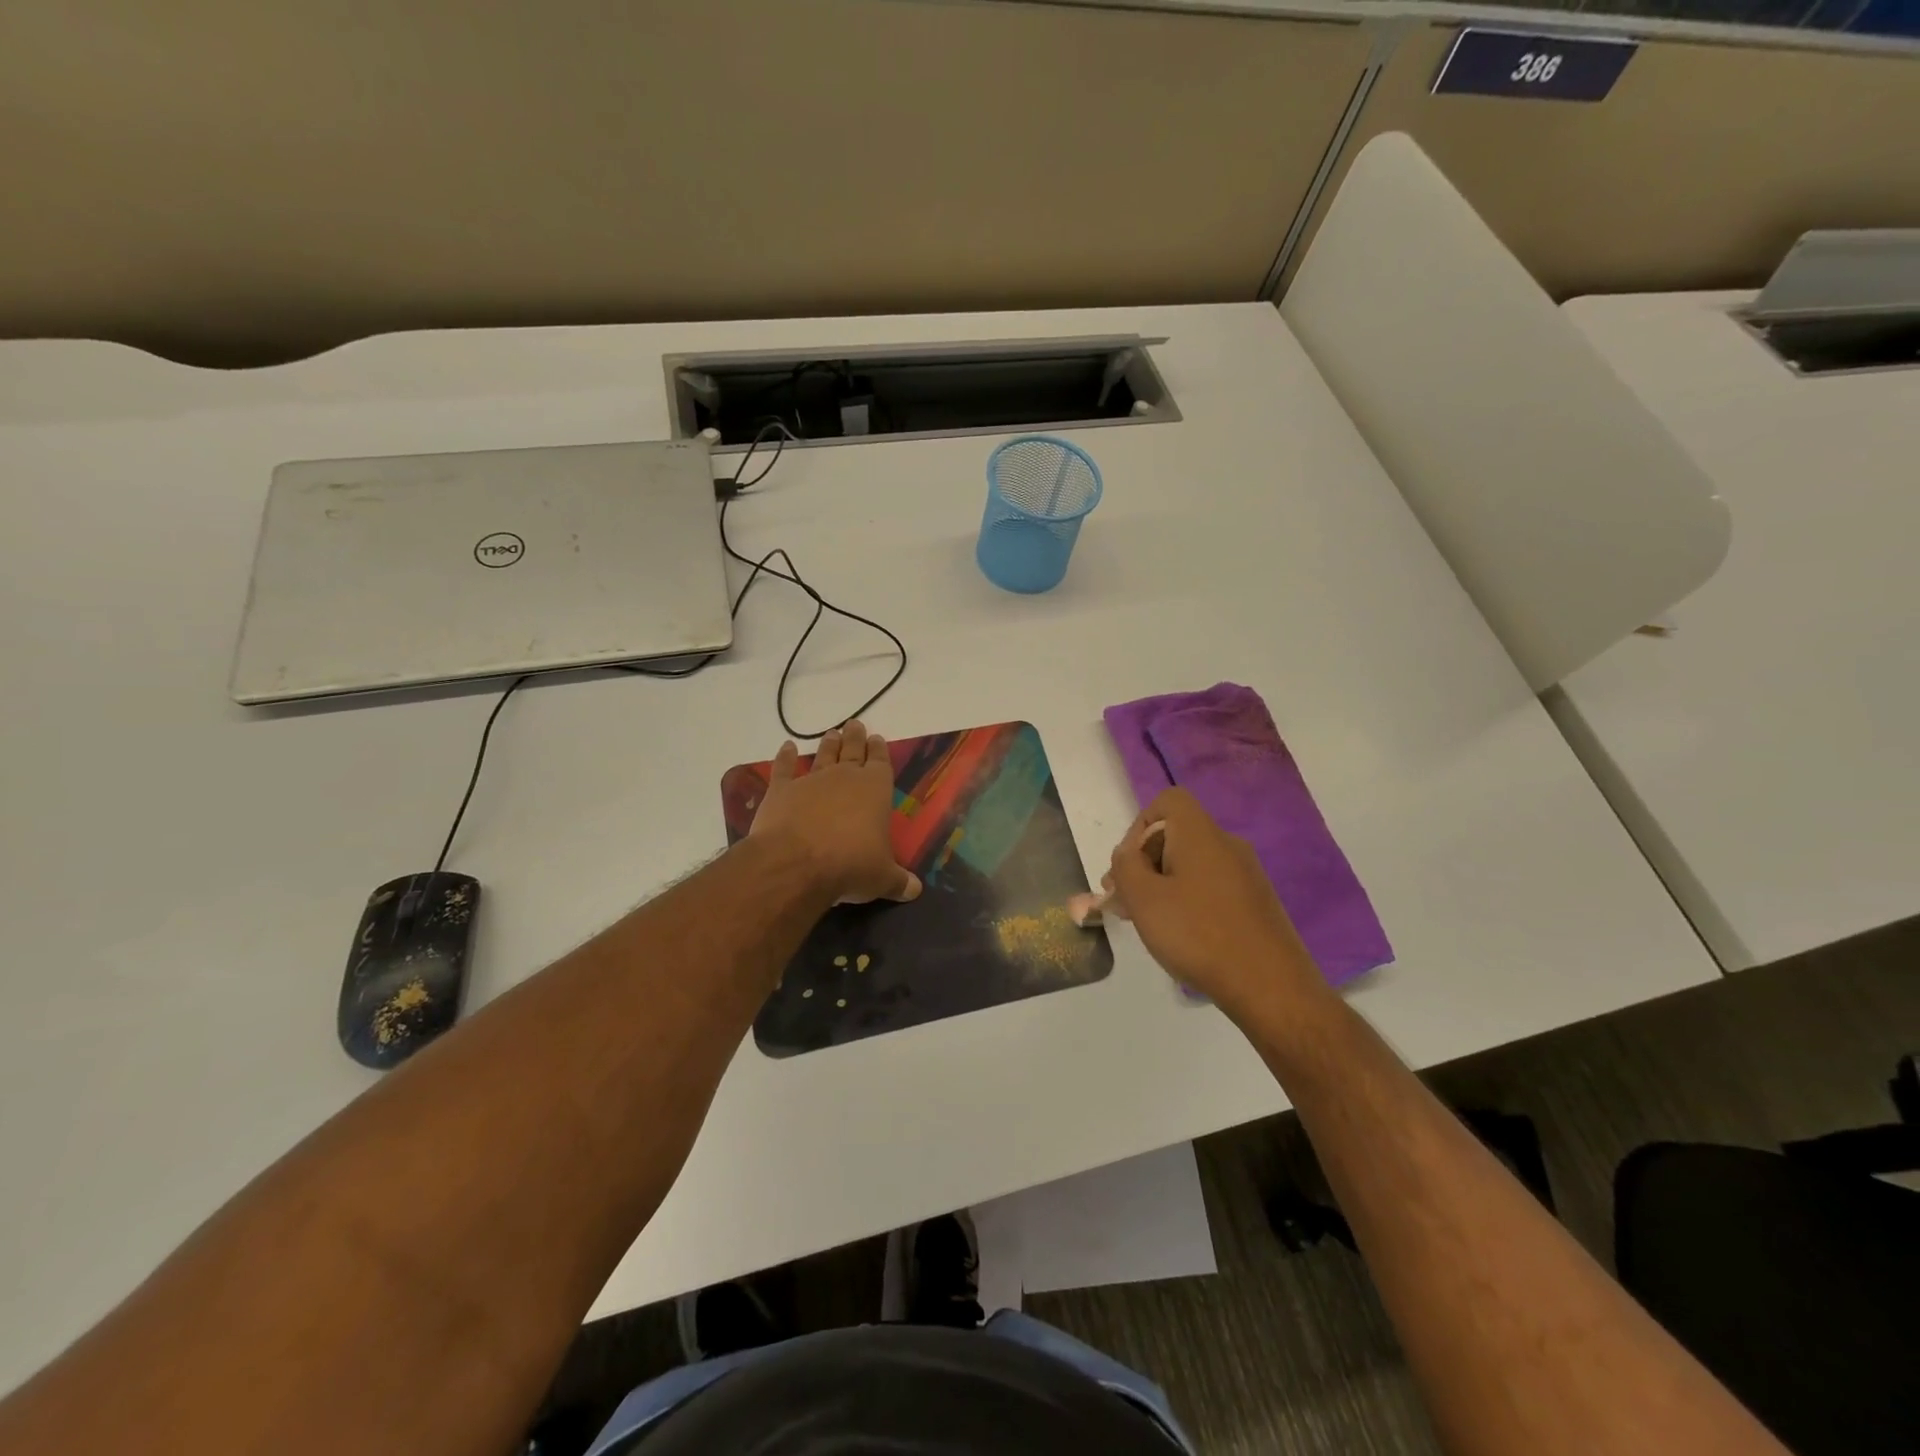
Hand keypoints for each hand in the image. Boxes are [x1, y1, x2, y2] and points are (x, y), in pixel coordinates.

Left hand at [749, 720, 920, 905]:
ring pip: (822, 756)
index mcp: (875, 789)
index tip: (877, 738)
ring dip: (828, 744)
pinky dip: (785, 757)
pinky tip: (786, 747)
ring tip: (832, 733)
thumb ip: (898, 881)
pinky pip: (783, 768)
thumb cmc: (850, 865)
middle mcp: (845, 777)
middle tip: (855, 725)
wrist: (796, 863)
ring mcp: (811, 781)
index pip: (880, 763)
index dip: (879, 750)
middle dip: (855, 738)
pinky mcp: (781, 790)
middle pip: (852, 751)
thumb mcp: (882, 878)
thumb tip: (915, 891)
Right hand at [1105, 788, 1322, 1015]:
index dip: (1139, 825)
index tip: (1127, 865)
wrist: (1271, 986)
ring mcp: (1246, 874)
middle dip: (1144, 861)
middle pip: (1176, 834)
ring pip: (1192, 864)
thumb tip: (1127, 853)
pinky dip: (1188, 899)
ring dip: (1162, 884)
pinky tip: (1180, 935)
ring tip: (1146, 921)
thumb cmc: (1198, 934)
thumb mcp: (1144, 899)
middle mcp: (1227, 845)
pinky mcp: (1256, 902)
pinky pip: (1211, 886)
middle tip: (1123, 900)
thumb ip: (1125, 867)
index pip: (1168, 801)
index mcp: (1200, 834)